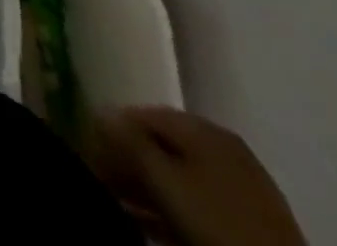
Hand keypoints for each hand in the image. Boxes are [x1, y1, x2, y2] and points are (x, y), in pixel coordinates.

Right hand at [89, 107, 304, 245]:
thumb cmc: (218, 225)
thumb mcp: (166, 181)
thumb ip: (130, 142)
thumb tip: (99, 111)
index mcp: (204, 128)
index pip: (142, 114)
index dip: (110, 130)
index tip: (87, 151)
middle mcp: (223, 147)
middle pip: (161, 144)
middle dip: (127, 160)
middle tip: (101, 178)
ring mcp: (241, 186)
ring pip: (178, 176)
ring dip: (145, 186)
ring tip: (118, 202)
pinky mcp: (249, 223)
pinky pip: (197, 202)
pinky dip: (170, 207)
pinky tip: (149, 221)